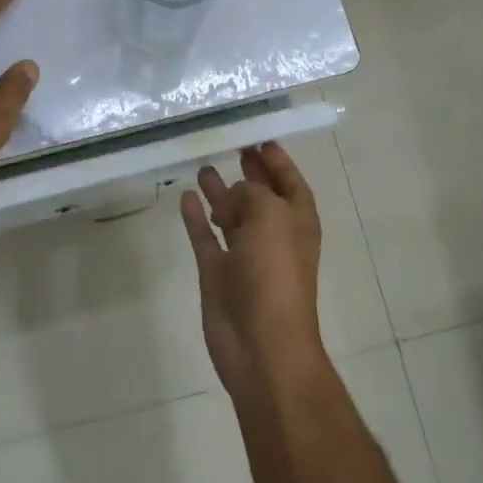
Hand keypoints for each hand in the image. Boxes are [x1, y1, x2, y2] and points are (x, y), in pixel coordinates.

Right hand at [180, 142, 325, 401]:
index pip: (290, 182)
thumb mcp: (270, 217)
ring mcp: (244, 256)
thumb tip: (230, 196)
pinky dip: (196, 219)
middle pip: (260, 196)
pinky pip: (205, 238)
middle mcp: (273, 235)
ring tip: (204, 166)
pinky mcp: (218, 274)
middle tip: (231, 147)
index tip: (259, 138)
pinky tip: (186, 197)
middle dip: (249, 173)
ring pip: (231, 215)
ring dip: (220, 193)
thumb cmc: (275, 274)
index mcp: (297, 221)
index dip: (278, 161)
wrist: (261, 345)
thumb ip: (250, 194)